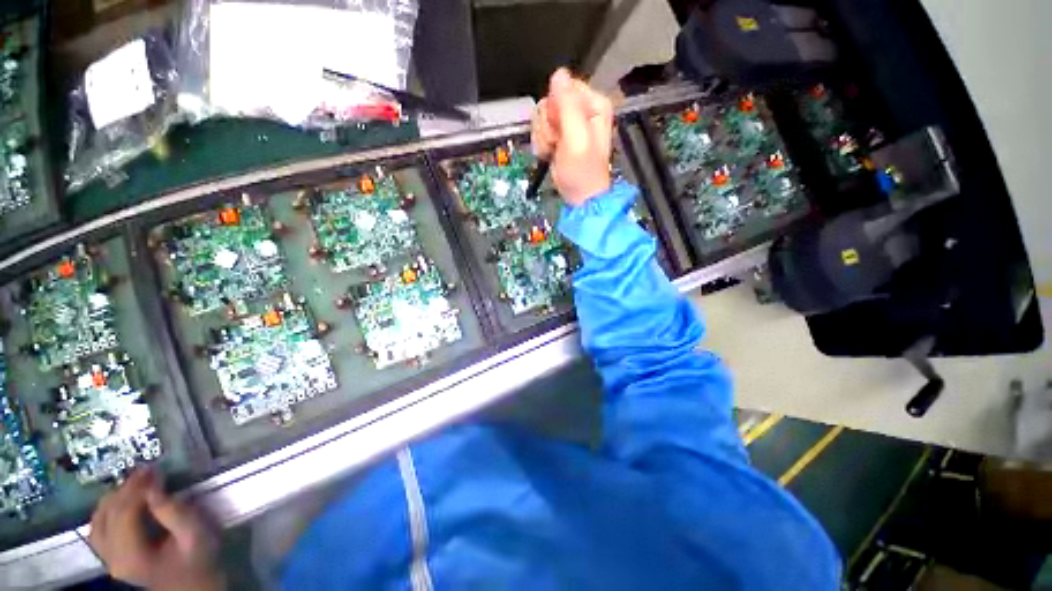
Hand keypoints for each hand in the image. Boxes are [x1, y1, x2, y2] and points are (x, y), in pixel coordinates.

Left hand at [89, 469, 223, 590]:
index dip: (136, 488)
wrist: (192, 587)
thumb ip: (174, 513)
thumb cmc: (199, 560)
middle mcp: (111, 558)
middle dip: (126, 489)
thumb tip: (154, 487)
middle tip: (147, 471)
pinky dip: (108, 509)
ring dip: (115, 497)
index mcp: (130, 556)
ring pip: (99, 519)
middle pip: (109, 514)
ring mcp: (107, 559)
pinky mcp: (110, 556)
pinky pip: (99, 527)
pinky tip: (122, 501)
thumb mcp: (196, 535)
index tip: (154, 468)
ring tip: (137, 483)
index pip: (124, 513)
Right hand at [531, 68, 614, 205]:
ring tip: (555, 151)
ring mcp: (568, 124)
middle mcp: (581, 110)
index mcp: (592, 104)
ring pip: (541, 117)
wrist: (579, 197)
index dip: (555, 107)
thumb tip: (559, 73)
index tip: (559, 128)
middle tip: (557, 143)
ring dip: (543, 137)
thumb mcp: (576, 138)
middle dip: (548, 125)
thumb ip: (568, 105)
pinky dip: (542, 144)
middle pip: (549, 101)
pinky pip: (540, 130)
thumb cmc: (582, 171)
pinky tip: (550, 154)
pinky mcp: (558, 136)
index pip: (563, 87)